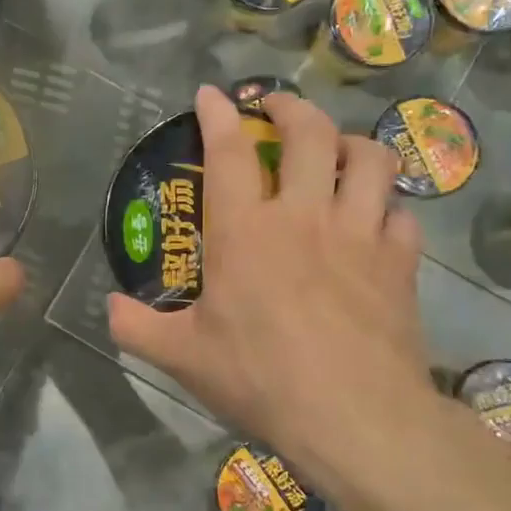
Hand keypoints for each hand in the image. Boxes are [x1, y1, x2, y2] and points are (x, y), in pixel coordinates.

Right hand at [106, 86, 432, 472]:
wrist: (355, 416)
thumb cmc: (259, 377)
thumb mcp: (181, 357)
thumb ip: (136, 327)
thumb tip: (109, 306)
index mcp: (244, 231)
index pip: (229, 152)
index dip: (219, 114)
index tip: (212, 93)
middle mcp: (304, 216)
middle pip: (310, 134)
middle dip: (291, 108)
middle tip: (277, 108)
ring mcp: (359, 235)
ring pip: (370, 160)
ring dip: (351, 144)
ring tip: (337, 151)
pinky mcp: (400, 263)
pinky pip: (401, 214)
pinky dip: (387, 206)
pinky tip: (375, 219)